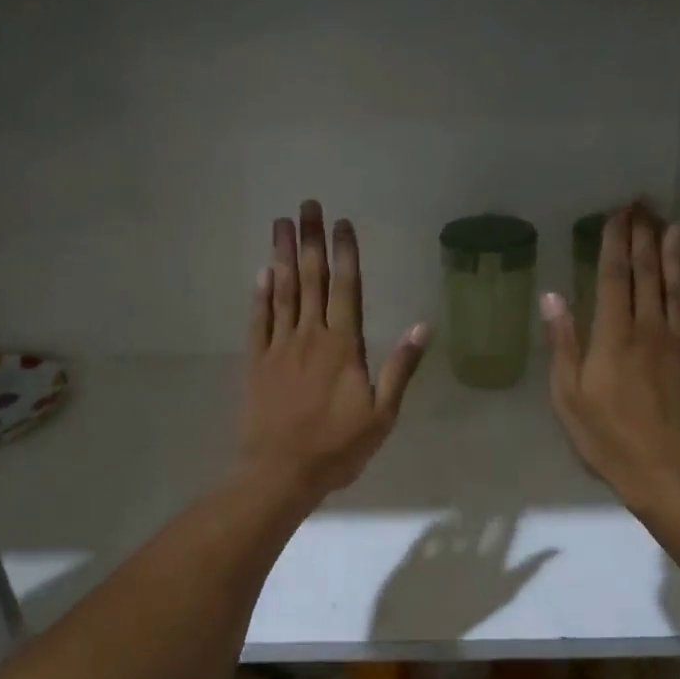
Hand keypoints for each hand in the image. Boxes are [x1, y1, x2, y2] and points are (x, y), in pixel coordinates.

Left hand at [239, 200, 429, 500]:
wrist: (280, 473)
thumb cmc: (337, 448)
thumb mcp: (382, 414)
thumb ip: (400, 367)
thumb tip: (423, 325)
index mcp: (343, 346)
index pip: (346, 289)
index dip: (345, 254)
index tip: (341, 223)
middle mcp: (309, 336)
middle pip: (310, 279)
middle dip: (310, 240)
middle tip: (306, 205)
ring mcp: (279, 347)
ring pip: (281, 292)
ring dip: (281, 256)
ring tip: (281, 223)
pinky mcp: (256, 363)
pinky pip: (258, 320)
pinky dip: (260, 295)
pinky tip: (261, 273)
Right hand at [542, 206, 679, 514]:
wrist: (672, 473)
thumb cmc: (610, 440)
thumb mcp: (569, 398)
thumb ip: (563, 345)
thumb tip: (553, 296)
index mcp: (613, 337)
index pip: (615, 277)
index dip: (615, 243)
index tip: (617, 214)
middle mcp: (649, 330)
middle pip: (647, 275)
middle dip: (644, 237)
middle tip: (644, 205)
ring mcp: (679, 344)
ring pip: (676, 289)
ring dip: (674, 255)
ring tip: (673, 225)